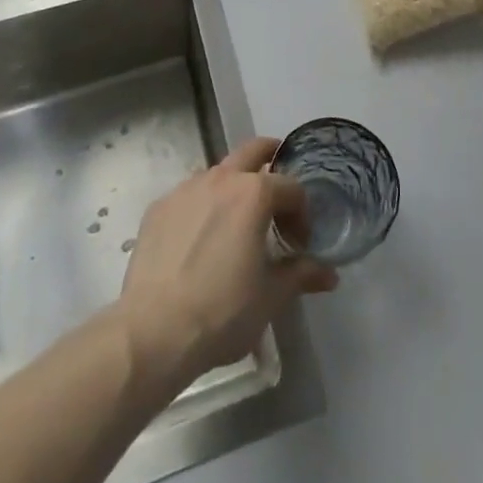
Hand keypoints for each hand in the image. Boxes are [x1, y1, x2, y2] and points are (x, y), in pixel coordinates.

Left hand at [116, 137, 337, 385]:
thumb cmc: (222, 311)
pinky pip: (190, 196)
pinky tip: (200, 242)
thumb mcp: (271, 297)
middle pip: (253, 150)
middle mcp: (221, 178)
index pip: (291, 188)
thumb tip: (329, 274)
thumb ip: (301, 275)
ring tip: (236, 225)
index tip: (300, 242)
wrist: (152, 332)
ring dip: (234, 187)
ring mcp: (185, 189)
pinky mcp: (159, 207)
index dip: (302, 214)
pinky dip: (203, 207)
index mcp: (254, 193)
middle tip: (278, 193)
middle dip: (272, 160)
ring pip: (219, 173)